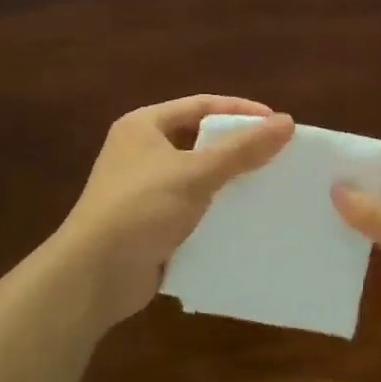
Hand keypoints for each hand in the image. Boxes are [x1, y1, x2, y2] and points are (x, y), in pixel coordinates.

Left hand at [57, 95, 292, 329]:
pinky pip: (193, 207)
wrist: (94, 276)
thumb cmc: (141, 208)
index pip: (200, 105)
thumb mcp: (195, 172)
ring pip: (198, 175)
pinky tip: (246, 218)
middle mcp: (141, 152)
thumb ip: (242, 148)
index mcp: (143, 126)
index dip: (240, 111)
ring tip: (269, 185)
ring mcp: (144, 189)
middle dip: (237, 146)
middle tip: (278, 154)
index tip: (277, 123)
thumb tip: (287, 121)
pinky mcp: (151, 223)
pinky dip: (217, 209)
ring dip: (230, 180)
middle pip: (200, 139)